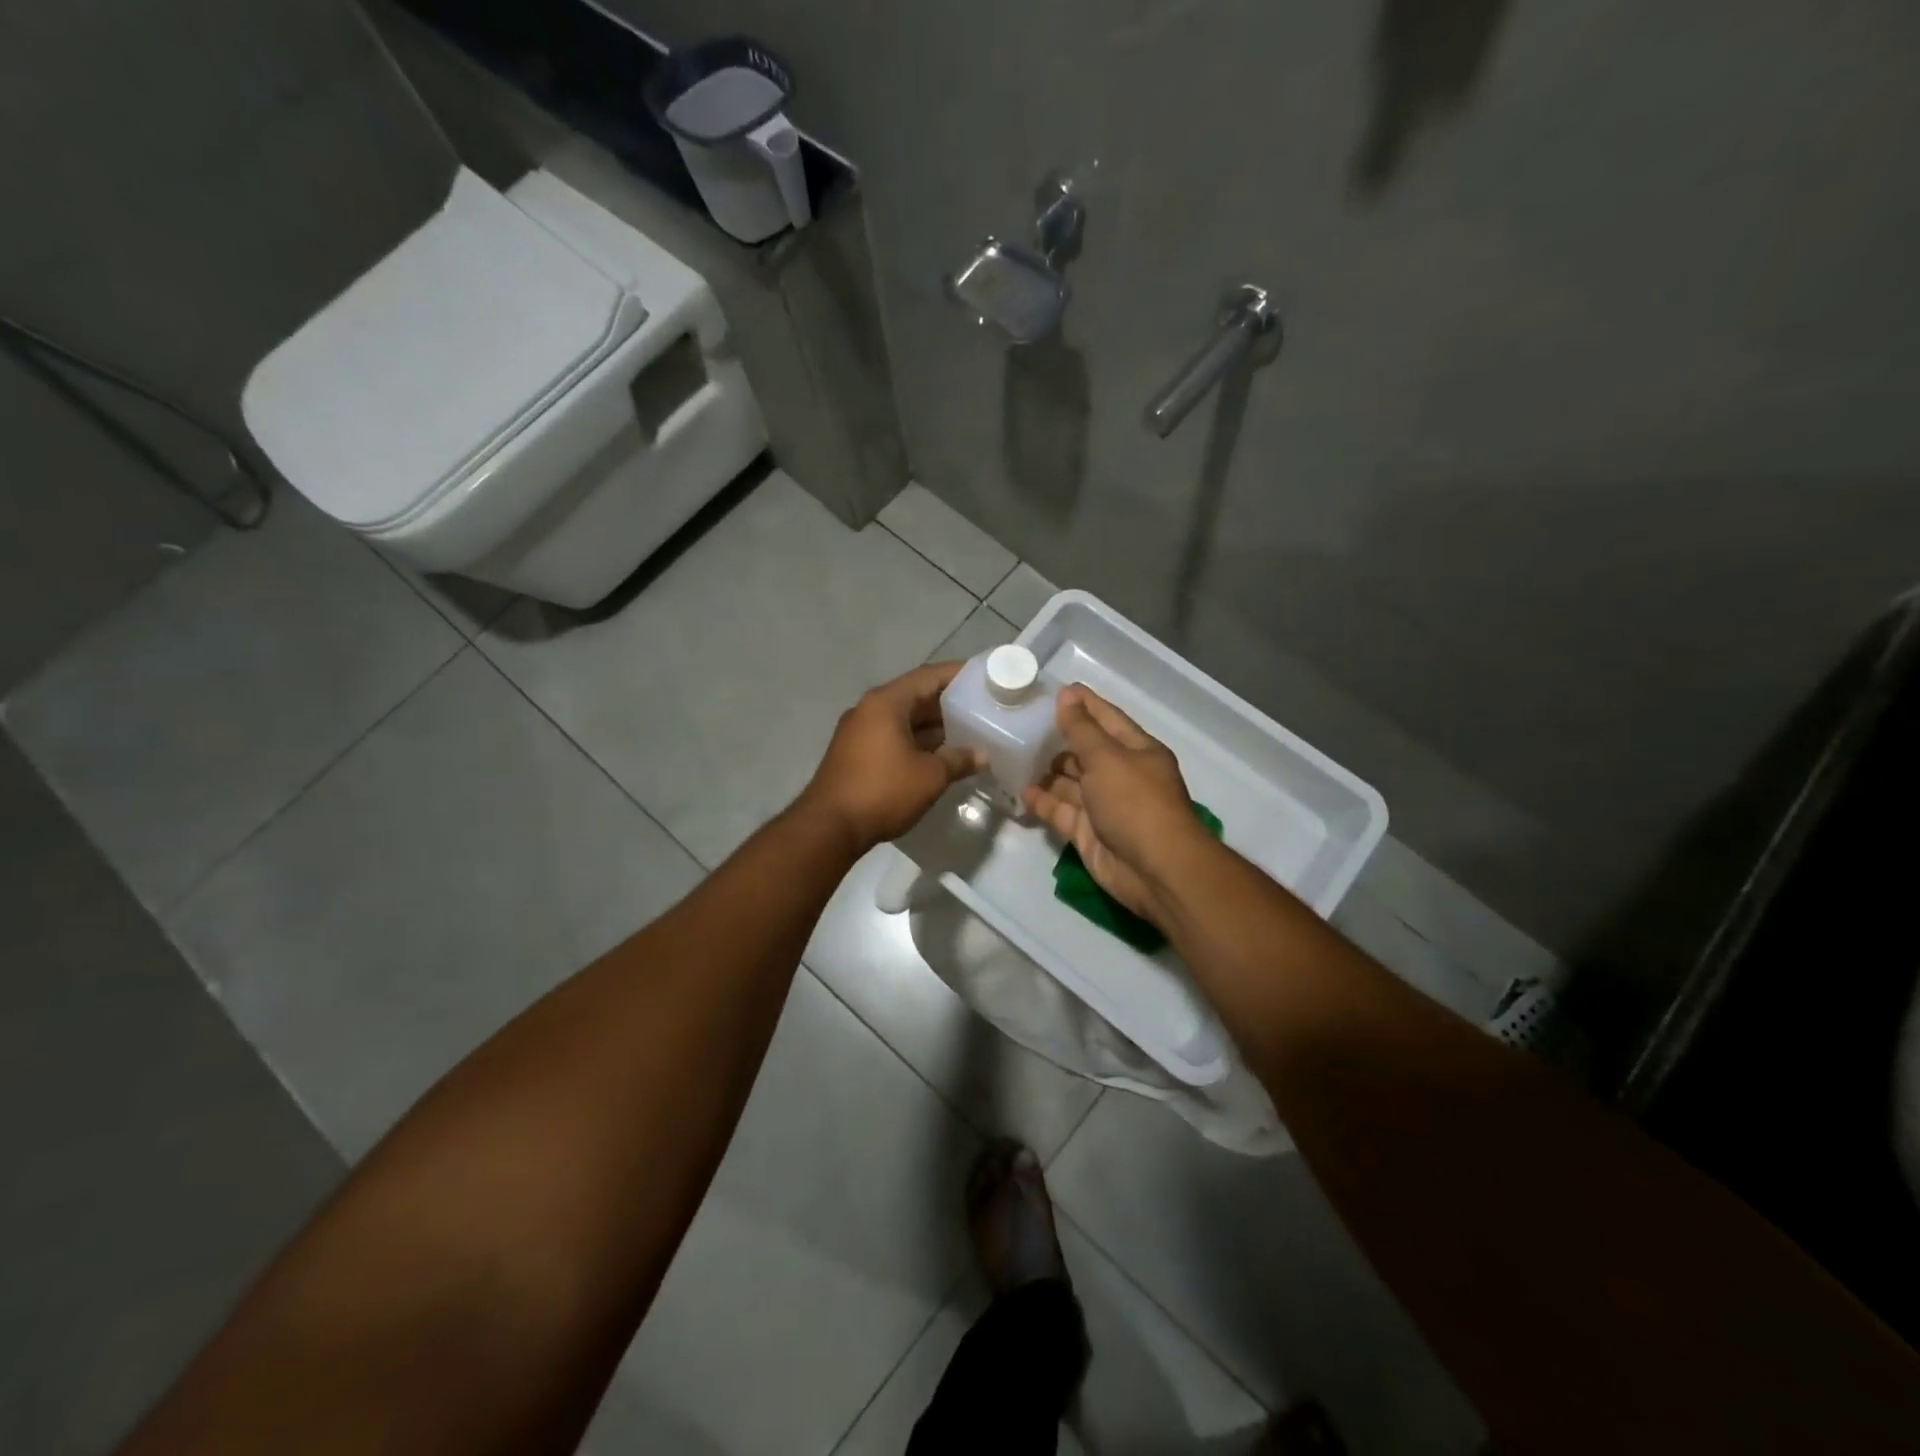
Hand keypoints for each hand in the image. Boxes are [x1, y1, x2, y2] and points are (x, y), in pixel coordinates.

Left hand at [796, 662, 984, 853]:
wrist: (830, 826)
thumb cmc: (883, 791)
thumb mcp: (930, 776)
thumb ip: (959, 760)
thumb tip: (982, 756)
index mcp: (886, 703)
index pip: (928, 677)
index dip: (958, 675)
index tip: (984, 676)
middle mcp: (869, 709)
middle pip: (915, 696)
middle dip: (948, 703)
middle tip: (981, 708)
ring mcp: (858, 732)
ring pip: (903, 719)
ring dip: (933, 726)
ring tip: (968, 732)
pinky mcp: (855, 754)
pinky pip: (892, 737)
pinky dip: (916, 741)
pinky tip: (940, 755)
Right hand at [1023, 685, 1211, 926]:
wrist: (1154, 869)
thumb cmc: (1135, 802)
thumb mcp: (1107, 758)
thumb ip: (1082, 729)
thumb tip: (1066, 695)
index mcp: (1136, 751)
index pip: (1107, 718)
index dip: (1084, 703)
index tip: (1056, 690)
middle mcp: (1121, 775)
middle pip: (1086, 751)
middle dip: (1059, 739)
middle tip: (1022, 725)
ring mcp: (1104, 806)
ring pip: (1071, 782)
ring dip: (1048, 771)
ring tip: (1014, 755)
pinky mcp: (1089, 833)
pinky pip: (1062, 811)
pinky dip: (1044, 801)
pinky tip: (1021, 790)